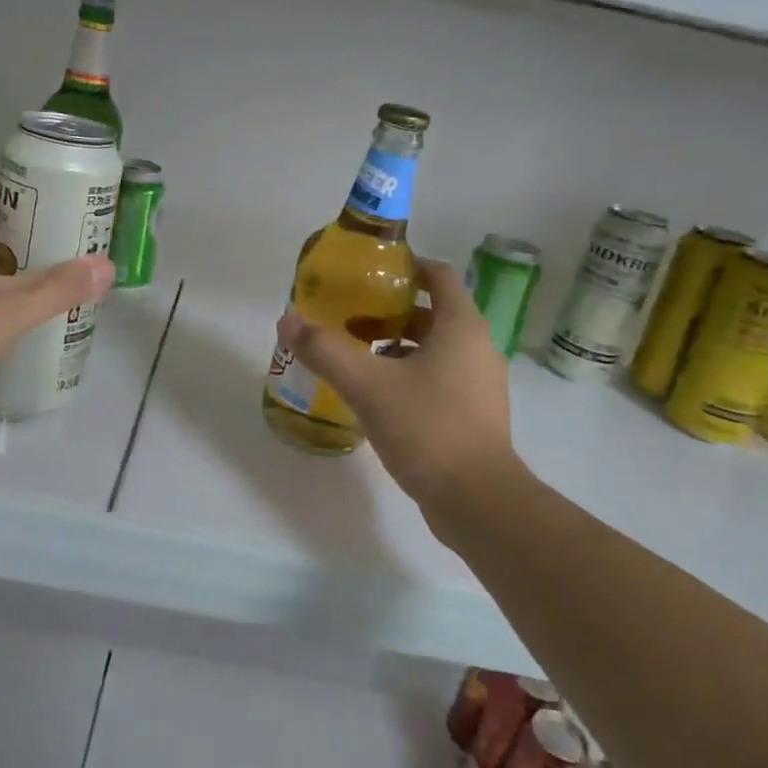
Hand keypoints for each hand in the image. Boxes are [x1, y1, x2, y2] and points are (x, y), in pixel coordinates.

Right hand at [276, 258, 522, 510]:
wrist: (478, 501)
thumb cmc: (427, 428)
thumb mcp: (368, 385)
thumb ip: (326, 351)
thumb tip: (287, 321)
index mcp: (461, 327)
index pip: (438, 275)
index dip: (406, 266)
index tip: (370, 272)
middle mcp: (477, 348)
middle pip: (433, 313)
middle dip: (391, 312)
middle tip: (350, 317)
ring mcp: (480, 384)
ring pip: (435, 349)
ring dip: (398, 346)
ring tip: (357, 356)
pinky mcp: (474, 415)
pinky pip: (439, 378)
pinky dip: (410, 375)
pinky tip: (378, 395)